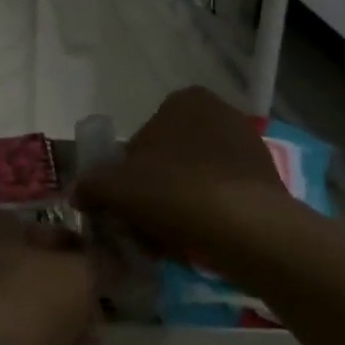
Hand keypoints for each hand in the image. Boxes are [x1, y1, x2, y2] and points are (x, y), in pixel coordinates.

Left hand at [0, 208, 98, 344]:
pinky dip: (44, 344)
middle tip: (104, 308)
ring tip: (96, 340)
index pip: (44, 227)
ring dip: (62, 320)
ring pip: (26, 304)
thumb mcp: (78, 273)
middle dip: (72, 289)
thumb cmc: (26, 302)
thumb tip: (114, 260)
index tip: (110, 269)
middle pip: (35, 269)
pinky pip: (15, 337)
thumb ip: (101, 262)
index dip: (81, 247)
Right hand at [72, 86, 298, 269]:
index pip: (141, 139)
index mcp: (183, 101)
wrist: (249, 229)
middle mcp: (219, 113)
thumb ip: (91, 185)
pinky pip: (222, 198)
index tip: (124, 204)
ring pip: (194, 181)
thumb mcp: (116, 188)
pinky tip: (196, 243)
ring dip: (177, 208)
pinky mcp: (267, 180)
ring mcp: (247, 146)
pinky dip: (206, 217)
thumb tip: (77, 193)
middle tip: (141, 227)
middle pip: (168, 160)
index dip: (126, 175)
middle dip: (153, 193)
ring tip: (167, 243)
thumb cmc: (176, 191)